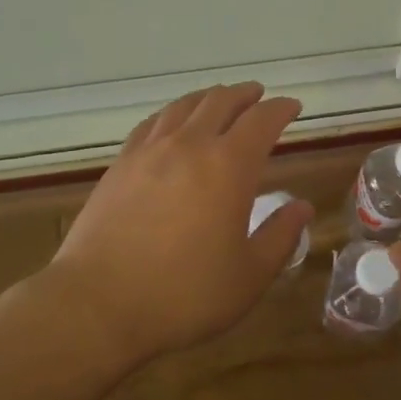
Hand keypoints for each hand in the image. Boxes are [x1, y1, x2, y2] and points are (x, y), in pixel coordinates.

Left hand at [46, 82, 312, 366]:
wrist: (98, 304)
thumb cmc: (184, 295)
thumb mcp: (249, 276)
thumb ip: (280, 236)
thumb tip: (302, 206)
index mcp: (229, 166)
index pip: (262, 120)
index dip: (281, 109)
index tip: (293, 107)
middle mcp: (190, 145)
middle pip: (221, 102)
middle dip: (245, 95)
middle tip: (258, 96)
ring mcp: (149, 151)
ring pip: (184, 105)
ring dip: (209, 98)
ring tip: (219, 101)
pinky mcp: (120, 164)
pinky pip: (152, 123)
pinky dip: (173, 113)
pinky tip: (172, 123)